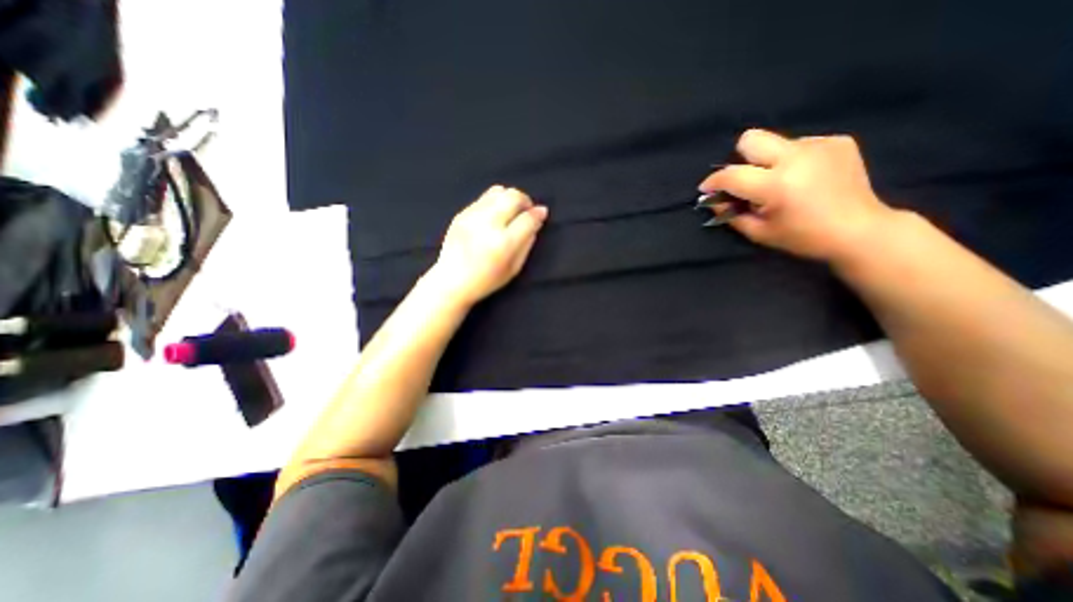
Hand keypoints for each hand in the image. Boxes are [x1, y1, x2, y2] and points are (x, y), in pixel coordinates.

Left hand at [429, 184, 546, 307]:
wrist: (451, 280)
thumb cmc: (487, 280)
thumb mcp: (514, 268)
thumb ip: (527, 243)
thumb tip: (536, 221)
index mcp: (504, 243)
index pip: (527, 218)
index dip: (538, 213)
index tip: (542, 213)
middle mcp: (488, 224)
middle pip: (513, 197)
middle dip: (525, 200)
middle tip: (526, 210)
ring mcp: (472, 216)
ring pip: (498, 192)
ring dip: (510, 198)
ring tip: (511, 210)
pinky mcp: (461, 214)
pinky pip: (484, 198)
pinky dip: (495, 202)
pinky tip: (494, 215)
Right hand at [696, 128, 897, 260]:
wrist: (860, 230)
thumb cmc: (803, 237)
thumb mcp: (758, 233)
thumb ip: (731, 214)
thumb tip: (714, 201)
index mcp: (776, 185)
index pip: (731, 174)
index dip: (713, 181)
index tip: (707, 189)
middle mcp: (796, 157)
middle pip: (751, 139)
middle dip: (740, 158)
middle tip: (746, 179)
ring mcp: (819, 145)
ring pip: (775, 143)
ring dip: (769, 161)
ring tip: (782, 182)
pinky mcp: (837, 141)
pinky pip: (799, 145)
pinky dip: (793, 160)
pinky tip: (805, 177)